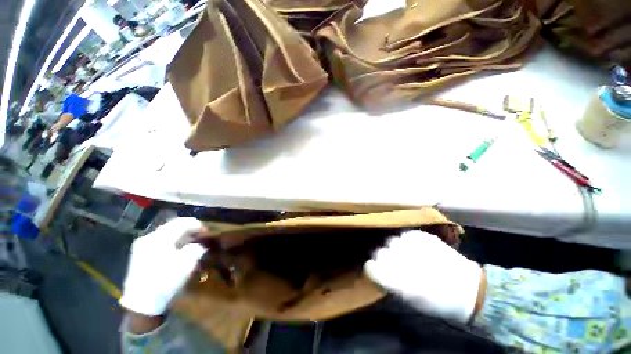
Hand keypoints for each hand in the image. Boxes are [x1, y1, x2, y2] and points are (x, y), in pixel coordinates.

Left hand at [120, 218, 206, 315]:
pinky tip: (178, 249)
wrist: (142, 303)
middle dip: (189, 229)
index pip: (182, 222)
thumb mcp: (187, 263)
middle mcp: (149, 237)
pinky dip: (172, 241)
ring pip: (166, 233)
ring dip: (180, 235)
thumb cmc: (166, 281)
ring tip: (191, 242)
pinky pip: (160, 241)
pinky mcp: (140, 254)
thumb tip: (200, 245)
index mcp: (160, 238)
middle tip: (200, 235)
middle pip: (173, 226)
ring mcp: (142, 246)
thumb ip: (196, 248)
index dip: (197, 225)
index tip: (207, 231)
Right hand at [364, 230, 483, 322]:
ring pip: (389, 240)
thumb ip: (388, 283)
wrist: (467, 289)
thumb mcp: (407, 299)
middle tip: (392, 263)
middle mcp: (398, 257)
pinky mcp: (420, 234)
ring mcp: (409, 243)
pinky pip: (404, 234)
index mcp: (394, 278)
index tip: (377, 271)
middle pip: (378, 250)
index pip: (370, 266)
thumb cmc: (435, 301)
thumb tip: (377, 271)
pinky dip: (405, 240)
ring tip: (405, 253)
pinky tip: (413, 247)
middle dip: (382, 257)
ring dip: (393, 247)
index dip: (373, 269)